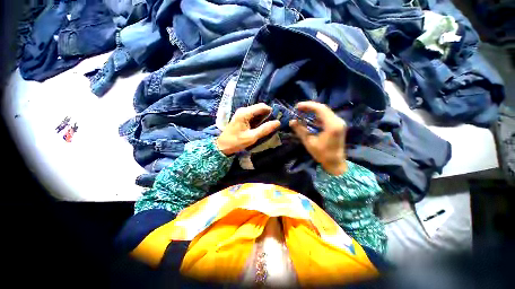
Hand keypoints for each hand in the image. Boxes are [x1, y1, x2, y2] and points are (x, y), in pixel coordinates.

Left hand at [216, 103, 280, 155]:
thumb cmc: (236, 142)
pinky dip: (258, 120)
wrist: (223, 146)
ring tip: (267, 127)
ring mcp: (241, 113)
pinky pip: (252, 115)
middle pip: (259, 108)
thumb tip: (277, 122)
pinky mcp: (241, 117)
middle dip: (267, 115)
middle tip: (272, 125)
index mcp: (245, 113)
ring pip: (256, 112)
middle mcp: (243, 110)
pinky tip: (259, 127)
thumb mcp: (252, 137)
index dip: (270, 111)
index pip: (262, 106)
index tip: (276, 119)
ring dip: (263, 118)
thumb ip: (264, 129)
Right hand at [289, 101, 347, 174]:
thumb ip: (300, 130)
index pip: (320, 109)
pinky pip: (326, 116)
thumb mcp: (309, 142)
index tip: (297, 106)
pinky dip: (317, 115)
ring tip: (302, 111)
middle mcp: (337, 121)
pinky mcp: (337, 125)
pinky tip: (310, 117)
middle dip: (309, 107)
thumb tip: (291, 121)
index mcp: (332, 125)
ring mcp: (339, 122)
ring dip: (313, 110)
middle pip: (323, 108)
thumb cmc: (322, 154)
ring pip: (325, 111)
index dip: (308, 105)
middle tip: (298, 108)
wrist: (335, 163)